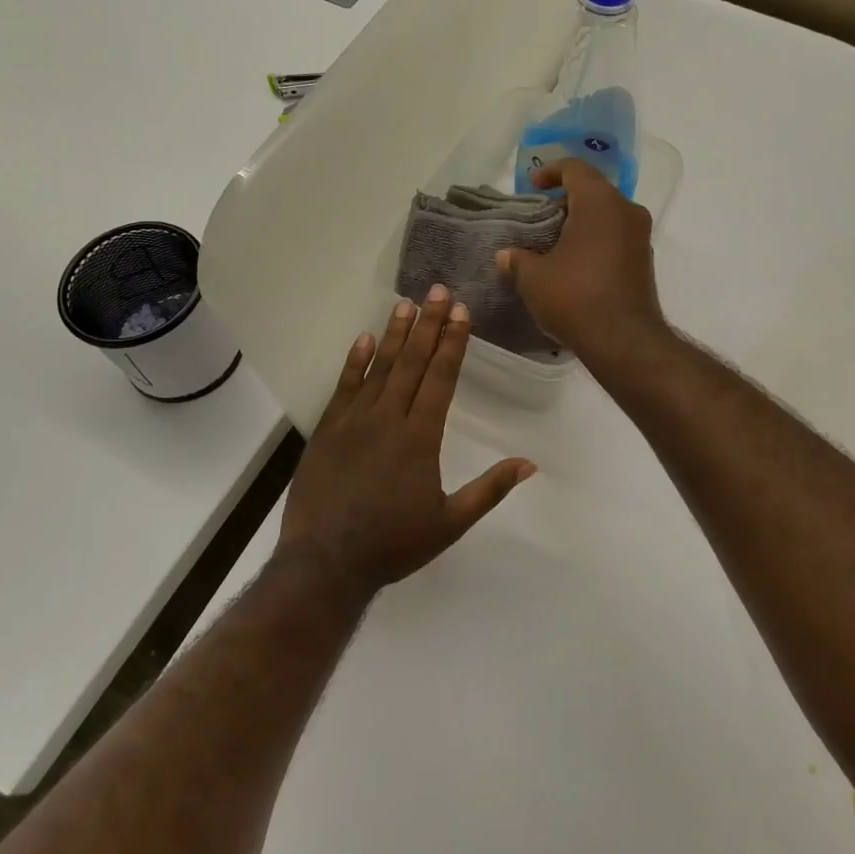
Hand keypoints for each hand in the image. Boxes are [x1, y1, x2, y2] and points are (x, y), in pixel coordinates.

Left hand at [275, 286, 535, 597]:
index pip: (440, 378)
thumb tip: (528, 464)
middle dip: (428, 324)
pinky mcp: (327, 430)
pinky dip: (354, 362)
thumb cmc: (393, 544)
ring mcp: (354, 421)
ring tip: (405, 303)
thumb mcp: (450, 523)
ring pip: (379, 368)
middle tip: (437, 291)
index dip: (452, 342)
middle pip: (412, 362)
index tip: (460, 311)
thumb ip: (489, 490)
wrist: (326, 562)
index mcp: (420, 436)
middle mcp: (388, 418)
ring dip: (394, 334)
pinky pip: (344, 387)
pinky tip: (363, 340)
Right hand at [494, 159, 667, 369]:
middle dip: (565, 200)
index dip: (550, 171)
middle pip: (593, 191)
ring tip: (554, 241)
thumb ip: (517, 260)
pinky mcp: (644, 261)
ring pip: (608, 214)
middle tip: (540, 216)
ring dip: (582, 221)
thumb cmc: (575, 297)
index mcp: (600, 202)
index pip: (575, 169)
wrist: (624, 340)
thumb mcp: (534, 278)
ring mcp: (640, 237)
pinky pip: (617, 236)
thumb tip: (505, 256)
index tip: (532, 185)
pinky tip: (575, 262)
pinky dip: (596, 239)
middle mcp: (626, 211)